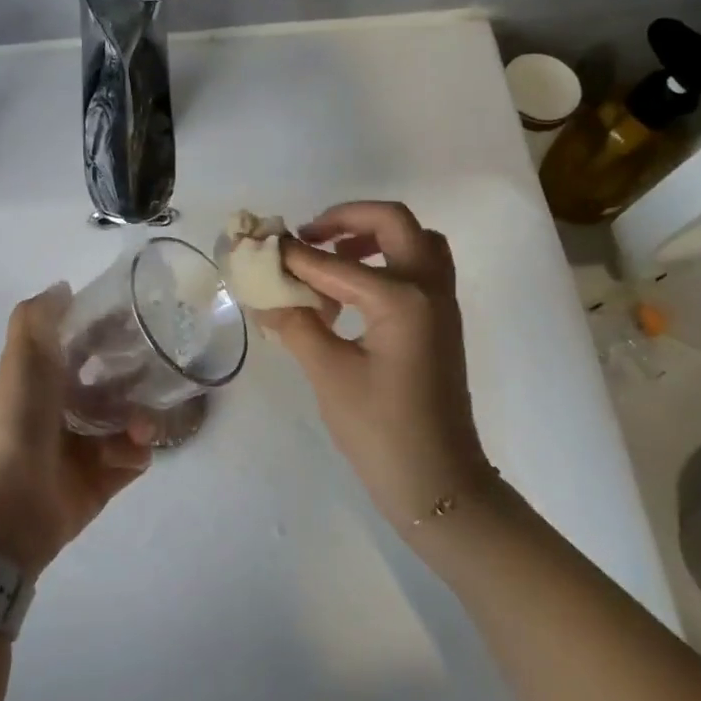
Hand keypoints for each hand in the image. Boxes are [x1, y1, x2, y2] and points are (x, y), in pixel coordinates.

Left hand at [0, 284, 152, 577]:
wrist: (12, 505)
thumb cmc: (19, 423)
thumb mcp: (22, 360)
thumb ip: (37, 318)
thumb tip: (63, 286)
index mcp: (46, 380)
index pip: (86, 346)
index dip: (109, 331)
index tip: (139, 320)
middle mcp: (68, 409)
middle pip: (116, 383)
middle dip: (138, 376)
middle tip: (158, 373)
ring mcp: (87, 446)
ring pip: (132, 419)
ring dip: (141, 418)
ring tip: (138, 427)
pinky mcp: (104, 478)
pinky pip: (135, 457)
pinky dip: (135, 453)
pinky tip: (126, 455)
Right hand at [256, 201, 494, 534]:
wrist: (438, 481)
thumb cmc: (380, 430)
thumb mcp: (328, 374)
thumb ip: (296, 323)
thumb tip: (264, 293)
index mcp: (401, 298)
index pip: (335, 262)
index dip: (292, 254)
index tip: (258, 245)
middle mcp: (429, 287)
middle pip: (393, 222)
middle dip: (346, 219)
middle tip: (308, 236)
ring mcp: (442, 303)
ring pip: (415, 241)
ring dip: (373, 236)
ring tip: (331, 257)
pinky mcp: (442, 321)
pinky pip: (420, 268)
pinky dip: (388, 260)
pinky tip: (353, 291)